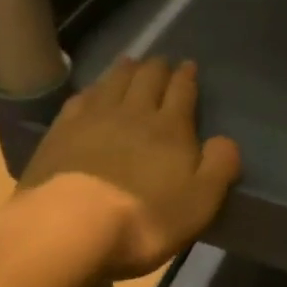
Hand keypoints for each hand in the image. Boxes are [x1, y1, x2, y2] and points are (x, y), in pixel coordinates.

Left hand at [19, 57, 241, 278]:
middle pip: (147, 79)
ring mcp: (93, 118)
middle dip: (157, 67)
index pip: (182, 91)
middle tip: (161, 61)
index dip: (187, 77)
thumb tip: (226, 140)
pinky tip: (92, 91)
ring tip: (131, 62)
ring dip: (125, 70)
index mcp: (170, 128)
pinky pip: (81, 99)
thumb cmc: (143, 218)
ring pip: (114, 82)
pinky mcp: (61, 132)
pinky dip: (92, 89)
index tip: (189, 65)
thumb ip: (220, 166)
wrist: (69, 225)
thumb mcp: (200, 201)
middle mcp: (134, 112)